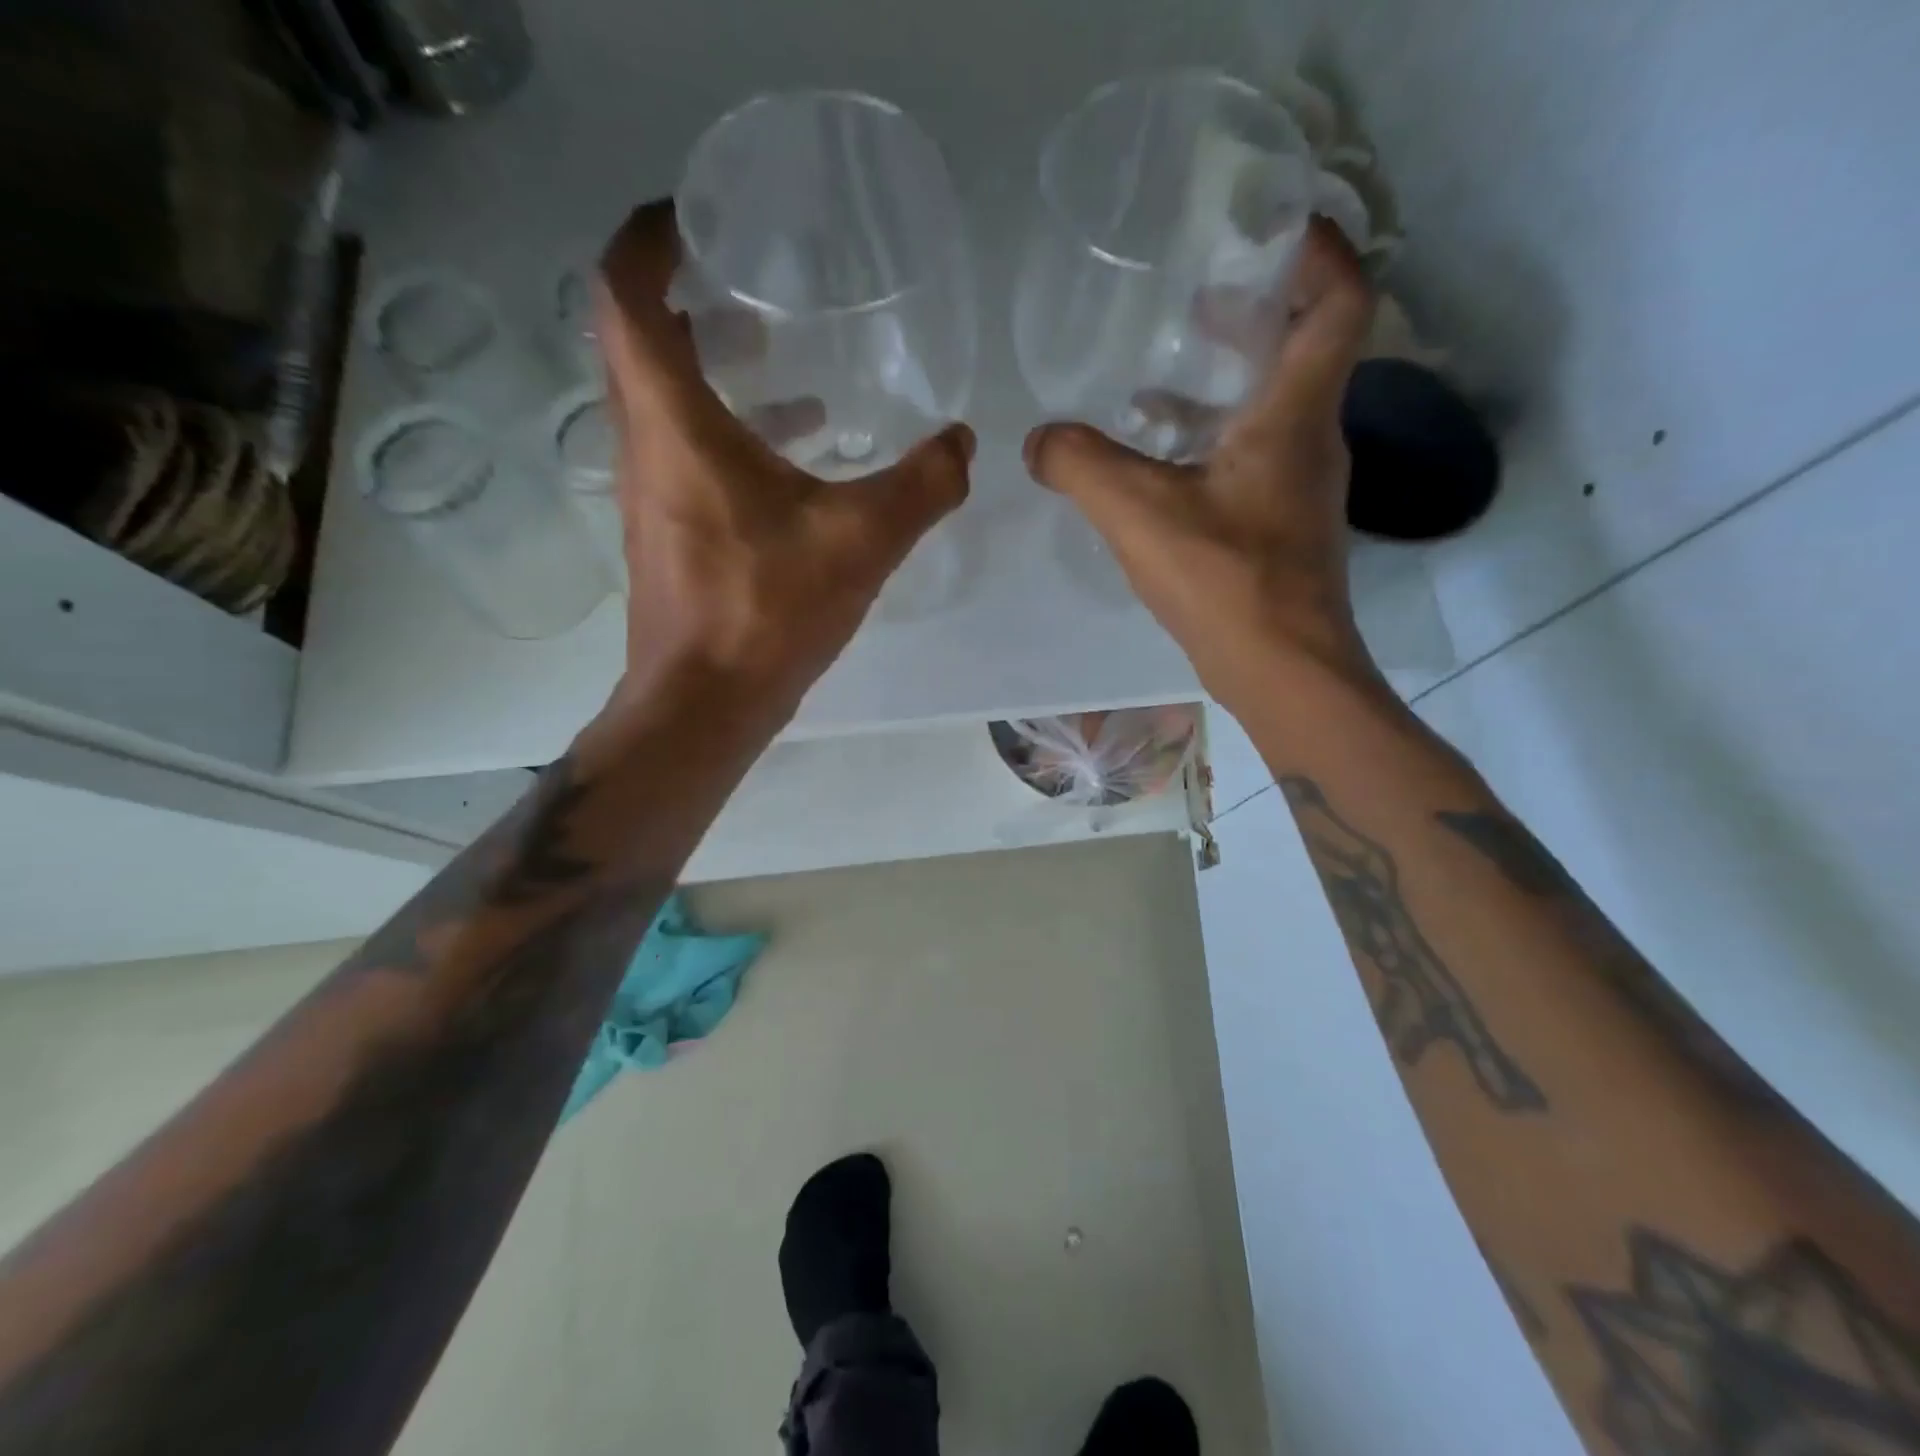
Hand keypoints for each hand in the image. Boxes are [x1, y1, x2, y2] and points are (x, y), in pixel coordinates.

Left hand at [595, 200, 972, 715]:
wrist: (705, 704)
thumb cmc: (766, 612)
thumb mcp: (860, 541)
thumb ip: (922, 485)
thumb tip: (963, 443)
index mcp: (674, 423)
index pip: (625, 296)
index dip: (646, 239)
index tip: (691, 215)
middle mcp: (645, 446)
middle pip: (638, 342)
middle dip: (684, 296)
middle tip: (749, 280)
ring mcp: (649, 493)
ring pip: (661, 401)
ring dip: (708, 367)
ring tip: (778, 355)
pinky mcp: (666, 532)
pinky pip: (682, 451)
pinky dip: (724, 429)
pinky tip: (791, 453)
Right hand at [1023, 219, 1377, 703]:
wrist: (1281, 670)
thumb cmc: (1225, 580)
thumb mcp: (1138, 513)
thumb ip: (1080, 466)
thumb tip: (1038, 441)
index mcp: (1295, 413)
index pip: (1341, 300)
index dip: (1317, 251)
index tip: (1268, 229)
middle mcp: (1312, 439)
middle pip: (1306, 348)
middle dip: (1257, 311)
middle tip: (1197, 296)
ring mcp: (1301, 487)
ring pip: (1276, 407)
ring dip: (1229, 381)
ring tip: (1163, 374)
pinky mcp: (1282, 526)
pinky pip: (1254, 456)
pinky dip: (1213, 440)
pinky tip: (1161, 461)